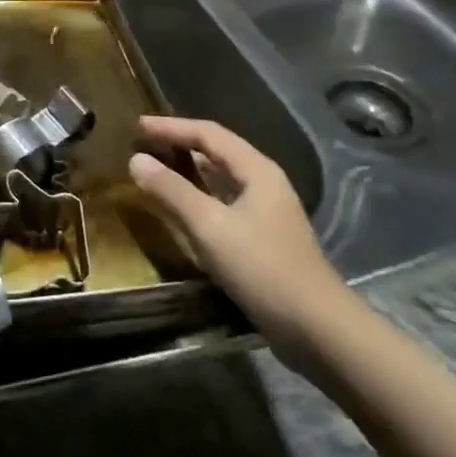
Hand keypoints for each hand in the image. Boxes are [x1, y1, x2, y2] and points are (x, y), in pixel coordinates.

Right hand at [129, 116, 347, 348]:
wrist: (319, 331)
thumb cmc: (263, 269)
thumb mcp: (210, 227)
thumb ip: (172, 191)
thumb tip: (136, 160)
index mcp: (256, 170)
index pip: (208, 133)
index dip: (171, 126)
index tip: (139, 125)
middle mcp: (264, 182)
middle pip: (217, 151)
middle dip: (181, 143)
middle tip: (145, 143)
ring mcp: (268, 212)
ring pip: (222, 178)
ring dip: (190, 169)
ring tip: (159, 168)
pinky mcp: (265, 238)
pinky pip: (225, 202)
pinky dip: (200, 196)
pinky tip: (185, 208)